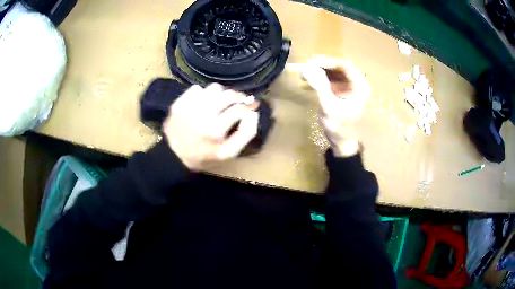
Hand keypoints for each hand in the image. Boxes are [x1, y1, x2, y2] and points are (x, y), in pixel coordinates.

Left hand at [163, 84, 258, 170]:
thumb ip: (245, 134)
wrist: (173, 154)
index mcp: (216, 130)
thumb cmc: (204, 155)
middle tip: (238, 102)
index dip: (249, 106)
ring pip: (214, 88)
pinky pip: (197, 88)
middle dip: (237, 97)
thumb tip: (253, 113)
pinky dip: (203, 94)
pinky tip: (202, 104)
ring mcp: (189, 106)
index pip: (240, 109)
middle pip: (228, 94)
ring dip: (220, 94)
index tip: (252, 105)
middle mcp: (202, 114)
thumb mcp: (228, 153)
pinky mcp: (179, 102)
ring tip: (218, 104)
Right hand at [302, 56, 369, 156]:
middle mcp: (357, 84)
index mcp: (360, 88)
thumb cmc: (338, 127)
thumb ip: (320, 86)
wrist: (342, 141)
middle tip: (307, 65)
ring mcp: (350, 87)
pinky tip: (310, 78)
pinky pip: (332, 78)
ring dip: (321, 70)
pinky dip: (321, 76)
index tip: (313, 62)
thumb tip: (308, 68)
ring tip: (306, 71)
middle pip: (340, 67)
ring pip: (335, 71)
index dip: (329, 62)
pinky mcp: (343, 90)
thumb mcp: (328, 107)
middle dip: (323, 65)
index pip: (345, 67)